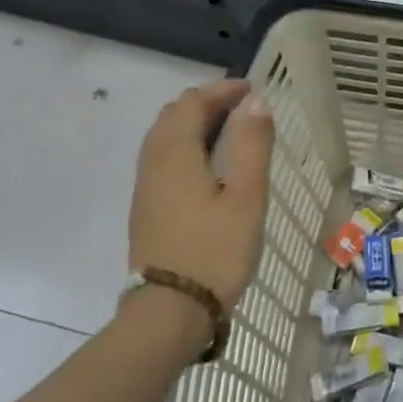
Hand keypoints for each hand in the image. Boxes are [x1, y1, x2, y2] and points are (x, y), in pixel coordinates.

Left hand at [128, 79, 273, 311]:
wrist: (170, 311)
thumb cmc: (216, 250)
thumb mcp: (246, 196)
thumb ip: (251, 145)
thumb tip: (256, 102)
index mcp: (175, 154)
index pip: (192, 103)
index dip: (222, 90)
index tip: (253, 90)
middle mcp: (153, 164)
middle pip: (173, 116)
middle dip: (207, 103)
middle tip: (244, 108)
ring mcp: (146, 188)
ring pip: (165, 138)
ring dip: (195, 124)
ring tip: (230, 132)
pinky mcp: (147, 209)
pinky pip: (163, 160)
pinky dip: (186, 146)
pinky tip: (209, 166)